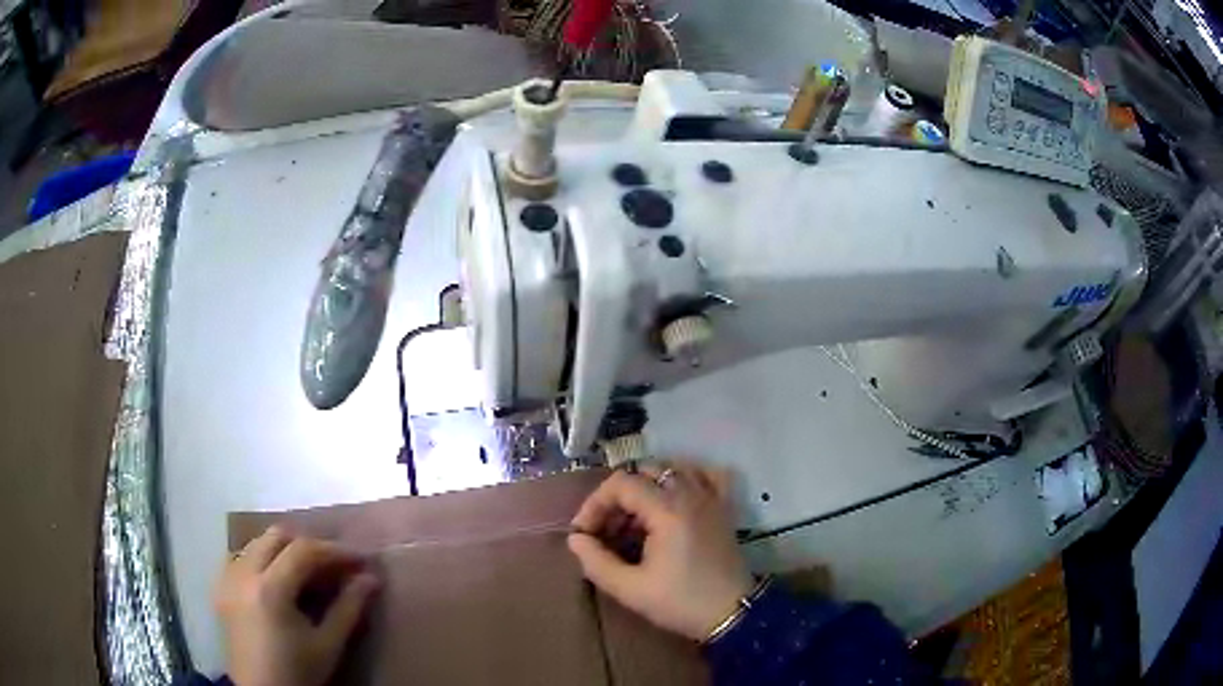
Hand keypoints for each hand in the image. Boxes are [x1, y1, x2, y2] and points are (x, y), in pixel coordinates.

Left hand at [215, 527, 379, 685]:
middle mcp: (243, 574)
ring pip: (256, 543)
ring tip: (306, 573)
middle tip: (333, 565)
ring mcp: (227, 579)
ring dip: (283, 550)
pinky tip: (275, 580)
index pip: (303, 550)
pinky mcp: (220, 589)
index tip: (359, 560)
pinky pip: (239, 557)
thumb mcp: (328, 645)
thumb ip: (349, 608)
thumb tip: (370, 578)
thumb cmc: (299, 673)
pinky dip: (260, 559)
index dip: (334, 550)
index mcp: (270, 589)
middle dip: (308, 545)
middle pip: (276, 536)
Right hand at [568, 462, 753, 640]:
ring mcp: (711, 497)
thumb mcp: (630, 589)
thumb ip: (596, 562)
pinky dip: (685, 478)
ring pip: (671, 470)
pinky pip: (705, 475)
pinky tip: (674, 499)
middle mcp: (690, 493)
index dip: (595, 504)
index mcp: (667, 509)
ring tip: (635, 521)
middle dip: (617, 497)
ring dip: (646, 488)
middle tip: (607, 529)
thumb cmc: (681, 602)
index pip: (620, 484)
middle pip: (643, 473)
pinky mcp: (724, 507)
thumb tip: (576, 539)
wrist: (732, 613)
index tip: (585, 533)